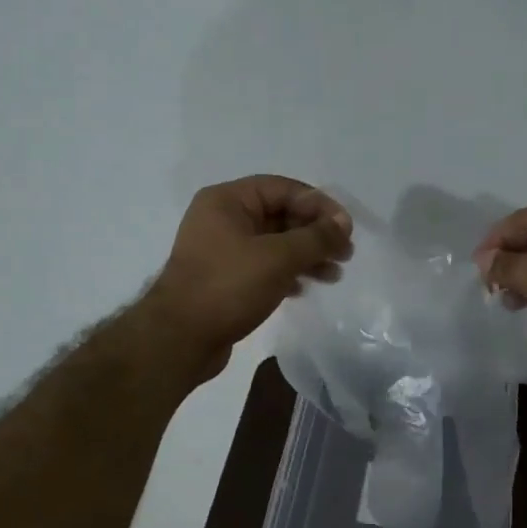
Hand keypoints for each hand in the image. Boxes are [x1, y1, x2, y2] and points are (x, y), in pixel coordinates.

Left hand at [144, 175, 352, 381]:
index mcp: (227, 200)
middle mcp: (222, 219)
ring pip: (274, 244)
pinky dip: (286, 273)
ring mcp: (221, 250)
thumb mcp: (278, 257)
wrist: (180, 339)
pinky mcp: (224, 279)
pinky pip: (263, 266)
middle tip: (345, 254)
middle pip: (280, 215)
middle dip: (315, 234)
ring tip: (333, 275)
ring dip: (306, 256)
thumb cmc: (228, 287)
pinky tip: (304, 289)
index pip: (283, 189)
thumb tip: (343, 224)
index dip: (319, 205)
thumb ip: (315, 237)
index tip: (346, 230)